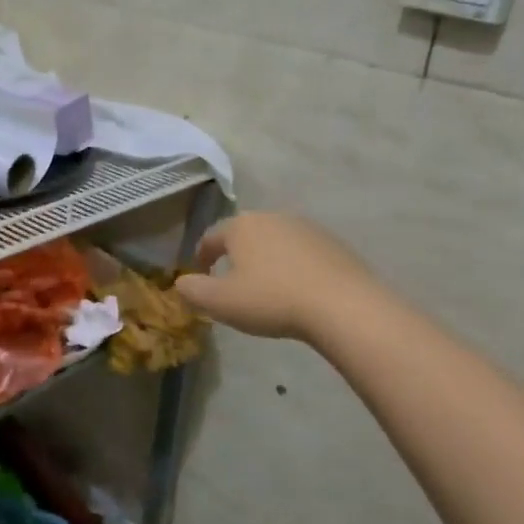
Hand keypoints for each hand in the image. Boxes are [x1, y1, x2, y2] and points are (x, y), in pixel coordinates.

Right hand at [175, 212, 373, 341]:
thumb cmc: (271, 300)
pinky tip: (297, 290)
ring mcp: (306, 228)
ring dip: (266, 259)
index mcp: (241, 226)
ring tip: (266, 287)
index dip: (202, 256)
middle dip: (235, 255)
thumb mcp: (220, 302)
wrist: (342, 305)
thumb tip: (180, 282)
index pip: (211, 237)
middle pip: (244, 234)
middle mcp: (272, 218)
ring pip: (275, 241)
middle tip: (232, 282)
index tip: (201, 275)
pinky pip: (302, 253)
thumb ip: (192, 290)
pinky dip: (293, 266)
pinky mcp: (333, 244)